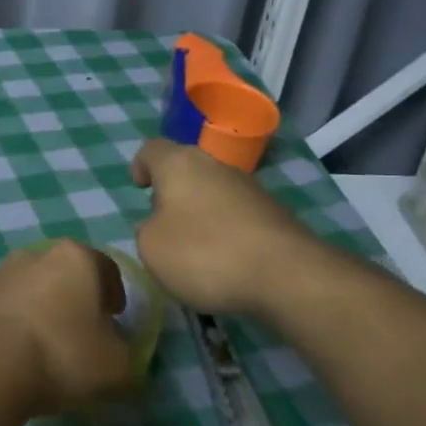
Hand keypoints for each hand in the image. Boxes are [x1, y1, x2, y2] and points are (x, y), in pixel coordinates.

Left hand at [0, 240, 136, 415]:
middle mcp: (36, 254)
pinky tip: (15, 354)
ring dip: (41, 309)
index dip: (114, 294)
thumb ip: (127, 354)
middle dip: (75, 298)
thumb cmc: (62, 355)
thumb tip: (117, 351)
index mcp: (75, 258)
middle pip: (64, 274)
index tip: (115, 319)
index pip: (105, 268)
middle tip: (82, 332)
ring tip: (45, 346)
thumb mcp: (117, 366)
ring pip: (31, 288)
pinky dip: (13, 324)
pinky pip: (4, 308)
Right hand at [129, 139, 310, 317]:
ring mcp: (249, 188)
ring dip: (200, 212)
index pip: (152, 149)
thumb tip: (161, 225)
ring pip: (213, 192)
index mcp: (179, 164)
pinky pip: (236, 215)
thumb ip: (147, 230)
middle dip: (172, 192)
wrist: (286, 275)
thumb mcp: (151, 247)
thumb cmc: (204, 253)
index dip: (140, 165)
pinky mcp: (273, 213)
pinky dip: (225, 231)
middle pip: (186, 169)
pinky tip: (224, 261)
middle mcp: (215, 165)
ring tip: (194, 249)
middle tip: (162, 222)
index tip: (139, 188)